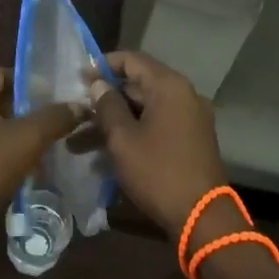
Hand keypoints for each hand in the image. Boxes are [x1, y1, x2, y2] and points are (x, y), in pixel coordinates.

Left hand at [0, 68, 84, 236]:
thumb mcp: (28, 140)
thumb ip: (55, 118)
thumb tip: (80, 106)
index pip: (2, 74)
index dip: (30, 85)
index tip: (53, 100)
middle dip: (22, 111)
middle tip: (49, 124)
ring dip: (9, 132)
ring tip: (37, 147)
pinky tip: (15, 166)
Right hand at [90, 51, 231, 239]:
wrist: (202, 218)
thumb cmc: (158, 172)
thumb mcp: (123, 138)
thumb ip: (107, 106)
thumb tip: (98, 85)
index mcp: (169, 86)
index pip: (132, 60)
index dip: (103, 65)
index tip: (79, 78)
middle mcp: (183, 95)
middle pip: (137, 85)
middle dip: (104, 101)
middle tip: (75, 113)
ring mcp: (189, 118)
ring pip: (143, 111)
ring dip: (113, 123)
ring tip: (78, 144)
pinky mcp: (189, 140)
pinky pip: (156, 126)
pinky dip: (132, 134)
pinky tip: (103, 156)